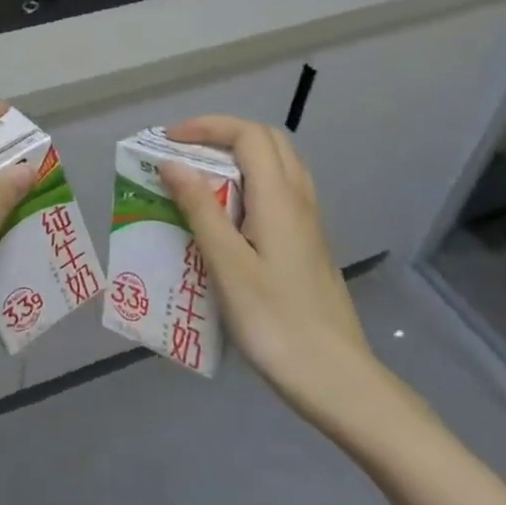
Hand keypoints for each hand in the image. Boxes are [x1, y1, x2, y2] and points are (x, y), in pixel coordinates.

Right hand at [160, 116, 409, 435]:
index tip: (169, 140)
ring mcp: (308, 222)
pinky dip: (250, 183)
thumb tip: (172, 163)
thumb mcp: (227, 266)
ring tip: (200, 179)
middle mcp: (299, 199)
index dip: (207, 126)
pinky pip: (279, 192)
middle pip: (266, 141)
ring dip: (238, 157)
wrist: (335, 378)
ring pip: (277, 165)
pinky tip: (227, 217)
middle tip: (184, 153)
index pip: (248, 135)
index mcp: (279, 198)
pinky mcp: (308, 244)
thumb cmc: (275, 321)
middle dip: (222, 135)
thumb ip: (200, 209)